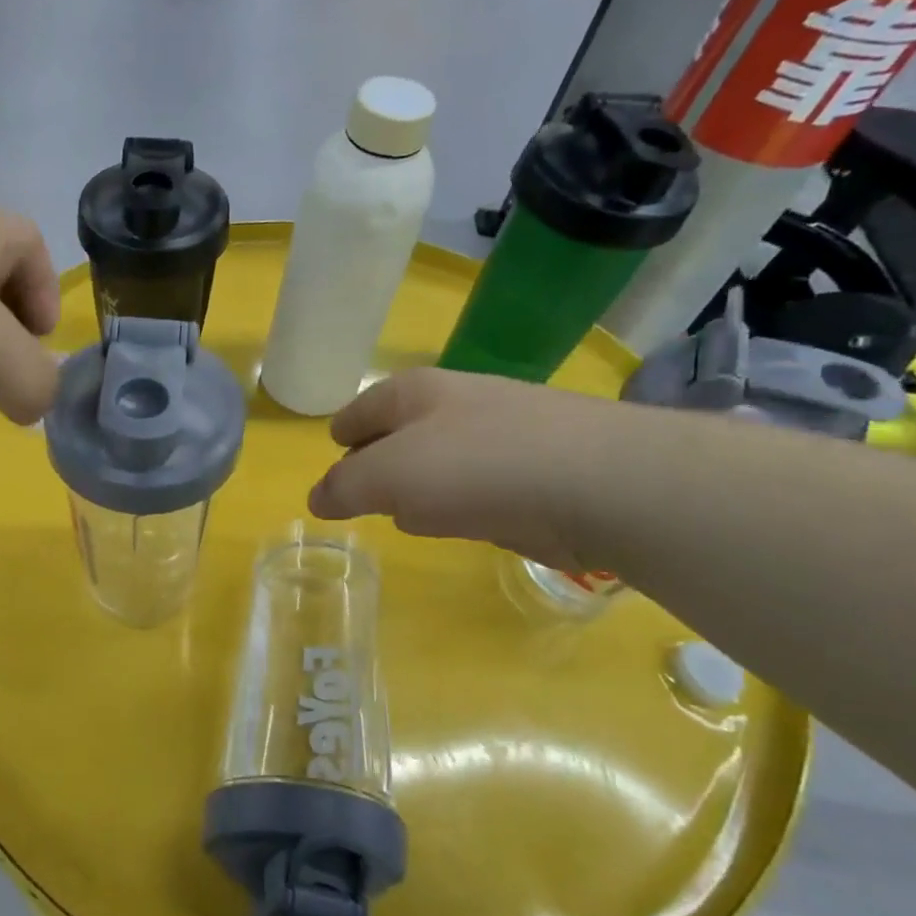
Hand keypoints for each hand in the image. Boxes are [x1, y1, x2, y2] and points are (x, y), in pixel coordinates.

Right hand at [306, 367, 626, 568]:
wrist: (597, 483)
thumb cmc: (474, 466)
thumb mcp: (387, 477)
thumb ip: (345, 487)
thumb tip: (318, 498)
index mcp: (415, 392)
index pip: (363, 408)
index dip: (344, 429)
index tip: (335, 448)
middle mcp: (458, 404)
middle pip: (402, 431)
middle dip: (381, 459)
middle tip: (364, 489)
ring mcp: (502, 435)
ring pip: (442, 461)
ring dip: (423, 485)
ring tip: (408, 512)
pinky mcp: (537, 471)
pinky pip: (478, 487)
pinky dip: (463, 503)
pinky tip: (464, 523)